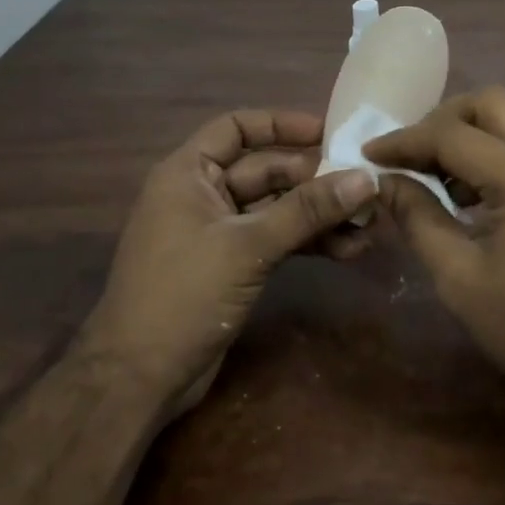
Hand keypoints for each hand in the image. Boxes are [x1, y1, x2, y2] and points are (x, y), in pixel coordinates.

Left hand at [86, 110, 376, 419]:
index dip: (282, 124)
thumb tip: (366, 178)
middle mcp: (202, 195)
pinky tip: (348, 250)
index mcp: (189, 174)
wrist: (138, 380)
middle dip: (315, 180)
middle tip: (364, 187)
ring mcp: (218, 232)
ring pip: (277, 208)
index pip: (237, 128)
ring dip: (318, 215)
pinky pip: (276, 239)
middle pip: (266, 171)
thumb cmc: (183, 295)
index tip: (329, 131)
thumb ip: (307, 210)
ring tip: (367, 224)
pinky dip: (307, 242)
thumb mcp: (248, 246)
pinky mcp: (232, 265)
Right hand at [363, 87, 504, 401]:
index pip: (453, 135)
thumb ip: (417, 219)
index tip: (370, 152)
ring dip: (470, 132)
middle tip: (412, 155)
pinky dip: (495, 148)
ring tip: (437, 174)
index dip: (405, 140)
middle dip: (442, 119)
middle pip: (490, 103)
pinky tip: (472, 188)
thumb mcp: (459, 279)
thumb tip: (384, 181)